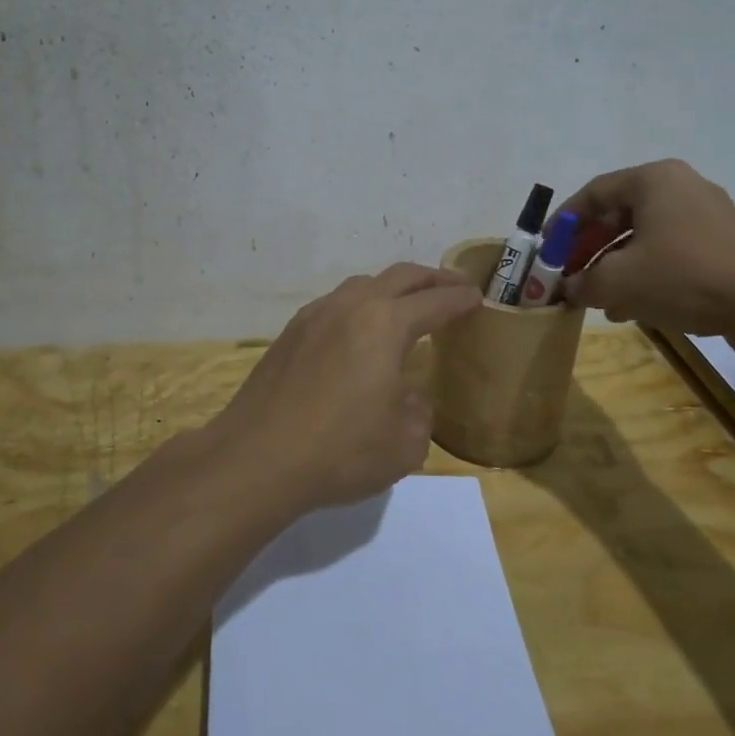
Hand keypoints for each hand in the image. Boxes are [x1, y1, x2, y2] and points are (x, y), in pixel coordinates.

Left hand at [209, 263, 482, 513]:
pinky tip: (358, 330)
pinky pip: (335, 304)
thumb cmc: (340, 451)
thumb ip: (418, 412)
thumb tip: (406, 396)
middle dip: (432, 278)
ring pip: (362, 284)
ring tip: (406, 305)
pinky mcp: (290, 333)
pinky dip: (359, 306)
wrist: (257, 459)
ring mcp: (315, 316)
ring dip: (391, 288)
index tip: (476, 297)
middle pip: (399, 276)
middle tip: (453, 286)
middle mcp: (350, 307)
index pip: (434, 301)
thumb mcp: (404, 444)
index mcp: (385, 324)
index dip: (460, 298)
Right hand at [559, 159, 734, 354]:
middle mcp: (680, 188)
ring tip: (596, 299)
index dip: (563, 223)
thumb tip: (569, 288)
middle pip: (618, 215)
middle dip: (588, 249)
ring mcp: (707, 216)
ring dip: (614, 267)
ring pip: (643, 238)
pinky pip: (670, 254)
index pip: (593, 193)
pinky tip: (632, 308)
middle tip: (568, 276)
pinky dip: (645, 275)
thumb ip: (583, 282)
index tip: (546, 251)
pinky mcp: (725, 246)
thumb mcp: (620, 281)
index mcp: (653, 180)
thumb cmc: (687, 277)